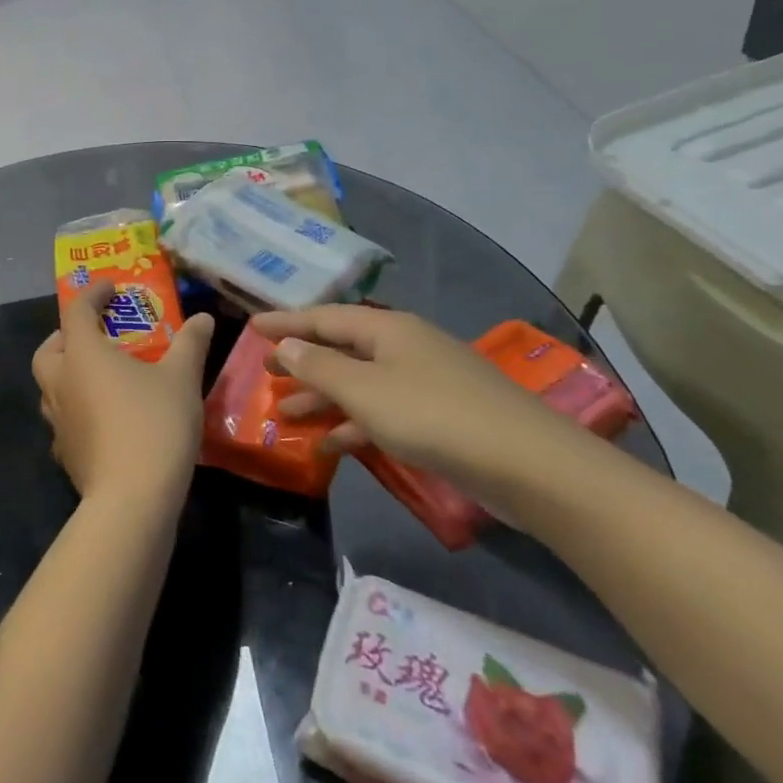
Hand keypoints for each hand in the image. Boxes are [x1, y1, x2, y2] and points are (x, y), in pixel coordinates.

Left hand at [32, 279, 214, 506]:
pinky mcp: (65, 453)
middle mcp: (60, 382)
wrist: (132, 499)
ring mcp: (58, 421)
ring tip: (100, 376)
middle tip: (94, 335)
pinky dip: (76, 409)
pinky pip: (63, 419)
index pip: (76, 311)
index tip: (110, 288)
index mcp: (82, 354)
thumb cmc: (154, 424)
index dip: (92, 294)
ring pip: (50, 386)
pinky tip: (102, 418)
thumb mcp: (181, 378)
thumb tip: (203, 318)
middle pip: (49, 350)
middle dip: (66, 337)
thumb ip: (190, 344)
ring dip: (68, 374)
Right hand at [251, 305, 586, 499]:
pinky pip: (383, 411)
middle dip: (303, 361)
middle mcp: (404, 346)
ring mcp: (425, 381)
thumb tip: (287, 345)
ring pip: (360, 382)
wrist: (530, 465)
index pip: (324, 317)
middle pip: (342, 347)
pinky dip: (355, 424)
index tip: (252, 327)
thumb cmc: (434, 417)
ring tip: (286, 413)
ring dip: (324, 397)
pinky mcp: (440, 416)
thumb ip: (320, 367)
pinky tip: (330, 446)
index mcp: (387, 328)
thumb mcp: (366, 391)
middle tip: (266, 371)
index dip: (287, 322)